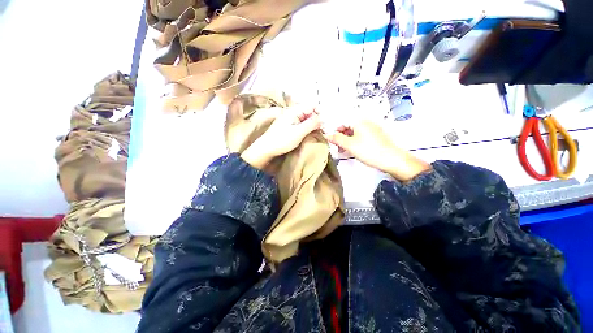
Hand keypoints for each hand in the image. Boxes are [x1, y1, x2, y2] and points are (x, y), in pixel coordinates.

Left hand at [241, 106, 321, 169]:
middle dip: (317, 119)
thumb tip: (324, 118)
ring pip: (306, 118)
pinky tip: (309, 133)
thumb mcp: (299, 132)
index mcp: (294, 110)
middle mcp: (293, 112)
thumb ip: (312, 124)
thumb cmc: (282, 140)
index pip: (312, 105)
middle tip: (323, 130)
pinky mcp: (289, 126)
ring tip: (318, 132)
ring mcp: (290, 119)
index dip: (320, 112)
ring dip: (313, 124)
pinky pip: (301, 124)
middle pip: (309, 112)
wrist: (266, 149)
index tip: (326, 123)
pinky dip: (307, 128)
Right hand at [325, 120, 429, 180]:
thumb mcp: (349, 145)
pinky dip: (355, 142)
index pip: (342, 122)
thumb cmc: (368, 150)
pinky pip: (362, 136)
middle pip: (348, 127)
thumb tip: (326, 135)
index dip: (335, 132)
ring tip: (344, 151)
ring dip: (347, 140)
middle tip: (338, 148)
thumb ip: (336, 139)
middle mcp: (366, 122)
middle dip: (341, 137)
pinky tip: (354, 150)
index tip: (332, 142)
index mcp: (359, 121)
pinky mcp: (376, 136)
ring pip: (355, 132)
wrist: (392, 160)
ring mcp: (372, 129)